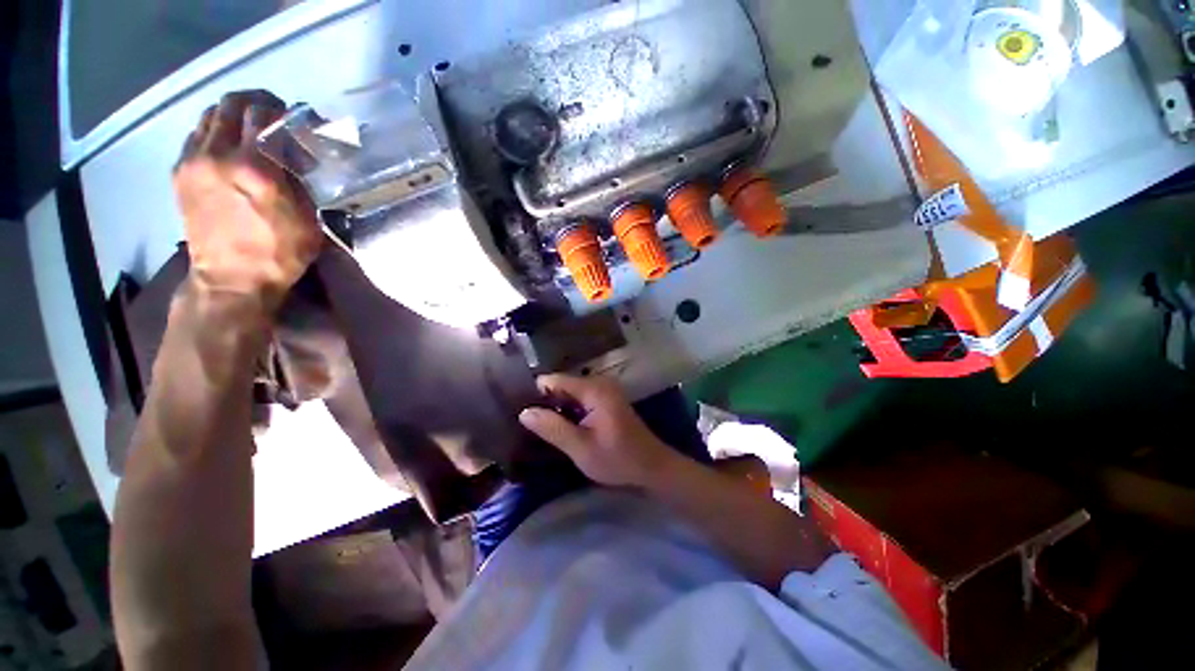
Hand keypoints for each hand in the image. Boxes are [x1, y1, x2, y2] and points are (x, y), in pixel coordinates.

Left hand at [174, 90, 321, 310]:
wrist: (230, 279)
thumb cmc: (278, 254)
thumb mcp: (307, 219)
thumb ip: (299, 179)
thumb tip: (294, 153)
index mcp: (256, 168)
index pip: (263, 113)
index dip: (283, 109)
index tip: (298, 118)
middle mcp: (219, 155)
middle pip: (231, 104)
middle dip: (255, 102)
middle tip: (273, 114)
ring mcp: (193, 162)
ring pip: (209, 115)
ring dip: (231, 114)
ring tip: (249, 128)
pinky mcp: (180, 173)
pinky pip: (196, 135)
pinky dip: (214, 131)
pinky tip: (227, 145)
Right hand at [518, 374, 675, 487]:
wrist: (651, 466)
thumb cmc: (617, 459)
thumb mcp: (581, 448)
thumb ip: (553, 428)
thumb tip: (524, 412)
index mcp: (593, 389)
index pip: (553, 380)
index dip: (536, 394)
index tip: (522, 413)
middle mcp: (599, 382)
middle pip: (561, 384)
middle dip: (546, 402)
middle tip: (531, 426)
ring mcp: (604, 389)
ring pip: (569, 392)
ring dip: (557, 408)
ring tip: (543, 428)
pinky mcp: (607, 398)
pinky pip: (580, 397)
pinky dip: (570, 410)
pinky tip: (563, 427)